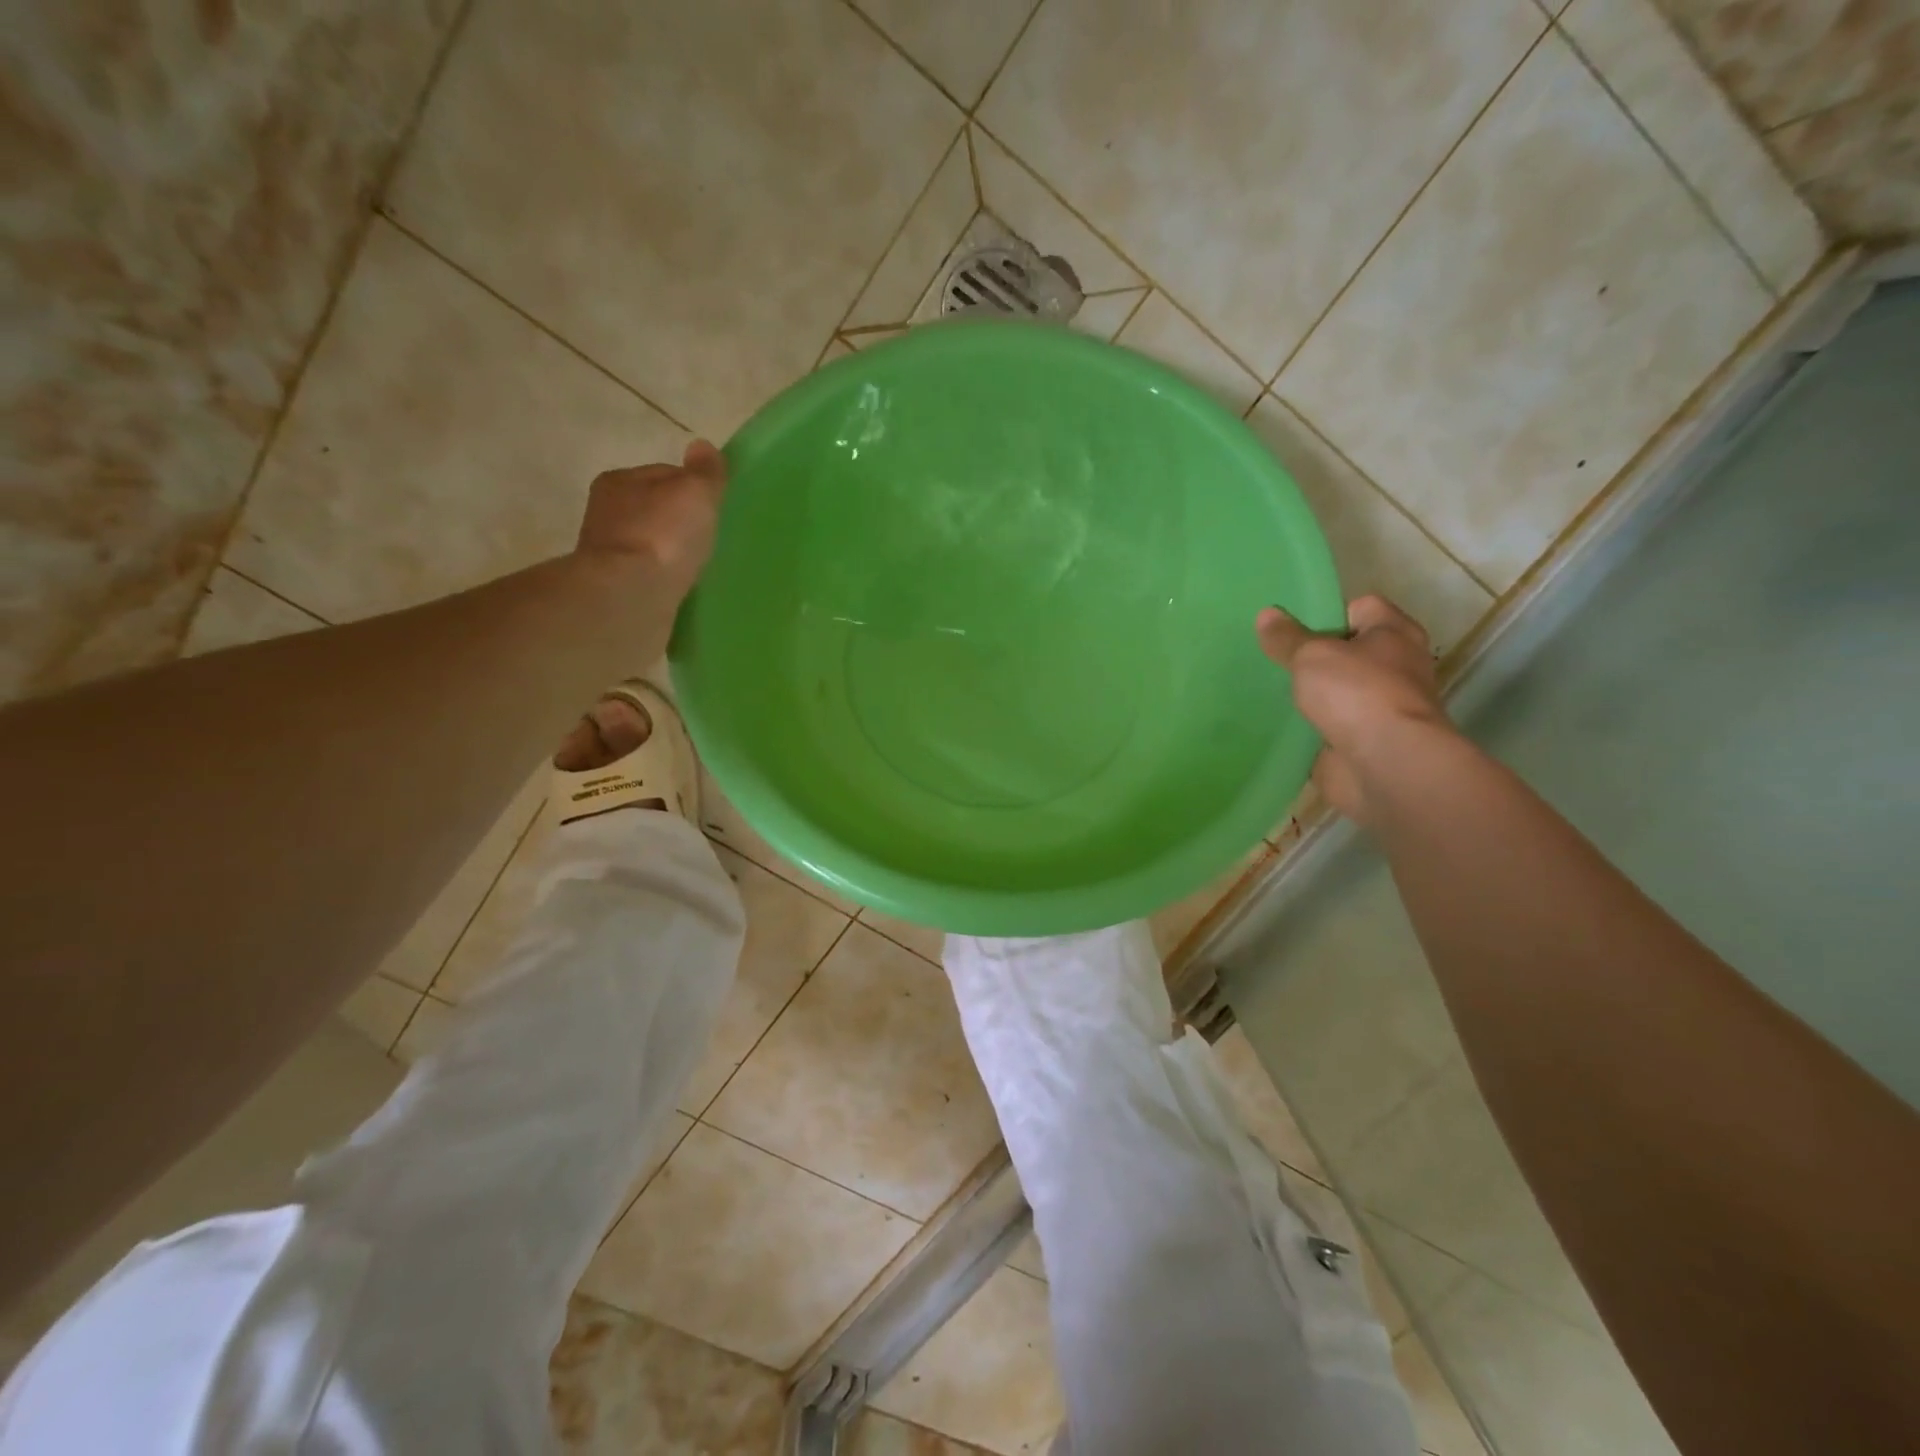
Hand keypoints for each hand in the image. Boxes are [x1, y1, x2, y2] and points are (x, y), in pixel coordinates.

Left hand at [575, 440, 727, 596]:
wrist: (630, 597)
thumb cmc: (663, 537)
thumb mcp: (695, 494)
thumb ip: (705, 473)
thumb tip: (703, 447)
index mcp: (619, 481)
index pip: (664, 475)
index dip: (692, 488)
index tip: (714, 508)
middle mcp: (606, 513)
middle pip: (655, 510)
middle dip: (679, 523)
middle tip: (710, 539)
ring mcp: (608, 554)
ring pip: (651, 545)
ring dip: (671, 554)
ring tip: (698, 566)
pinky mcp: (615, 589)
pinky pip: (648, 577)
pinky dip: (664, 579)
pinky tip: (682, 588)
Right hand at [1256, 595, 1453, 823]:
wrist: (1386, 765)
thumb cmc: (1358, 694)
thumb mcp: (1313, 655)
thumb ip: (1287, 638)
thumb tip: (1266, 614)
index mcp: (1394, 634)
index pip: (1361, 607)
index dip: (1326, 610)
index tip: (1289, 623)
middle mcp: (1393, 668)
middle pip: (1346, 652)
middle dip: (1311, 655)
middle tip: (1269, 654)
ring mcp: (1377, 709)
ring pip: (1334, 692)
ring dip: (1307, 694)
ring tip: (1263, 687)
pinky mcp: (1359, 743)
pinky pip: (1324, 727)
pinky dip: (1304, 728)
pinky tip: (1271, 724)